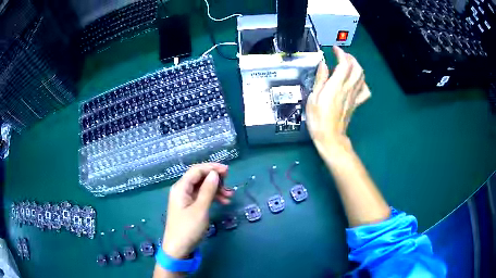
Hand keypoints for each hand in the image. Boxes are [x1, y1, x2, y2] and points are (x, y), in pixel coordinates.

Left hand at [162, 163, 233, 258]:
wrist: (178, 248)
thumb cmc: (188, 228)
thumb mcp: (200, 209)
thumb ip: (207, 190)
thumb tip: (215, 174)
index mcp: (181, 187)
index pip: (196, 170)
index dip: (212, 168)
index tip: (228, 171)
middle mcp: (182, 190)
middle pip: (199, 177)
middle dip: (215, 179)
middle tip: (230, 185)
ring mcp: (186, 199)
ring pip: (202, 187)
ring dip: (216, 189)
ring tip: (230, 196)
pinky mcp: (190, 207)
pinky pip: (202, 196)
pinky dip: (212, 197)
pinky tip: (223, 202)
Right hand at [306, 46, 370, 151]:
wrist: (330, 138)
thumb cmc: (318, 119)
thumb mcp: (313, 98)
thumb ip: (320, 79)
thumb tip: (323, 64)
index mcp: (336, 86)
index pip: (344, 64)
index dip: (341, 54)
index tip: (334, 49)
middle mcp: (348, 89)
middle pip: (356, 68)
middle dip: (350, 58)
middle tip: (341, 55)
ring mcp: (354, 96)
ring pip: (362, 77)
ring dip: (356, 67)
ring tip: (348, 64)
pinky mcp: (356, 103)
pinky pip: (365, 91)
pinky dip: (363, 83)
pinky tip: (356, 82)